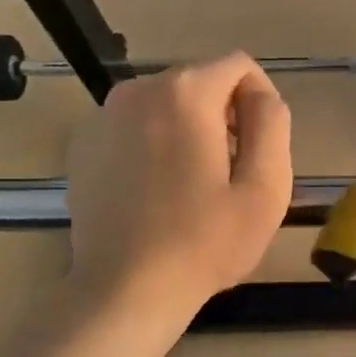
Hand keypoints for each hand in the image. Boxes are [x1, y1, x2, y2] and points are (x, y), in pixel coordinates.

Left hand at [65, 54, 292, 310]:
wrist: (125, 290)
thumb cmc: (205, 242)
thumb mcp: (265, 187)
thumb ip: (272, 124)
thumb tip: (262, 96)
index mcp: (185, 93)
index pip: (239, 65)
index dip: (260, 98)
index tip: (261, 145)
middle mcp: (137, 90)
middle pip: (200, 82)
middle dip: (224, 115)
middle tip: (232, 172)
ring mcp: (102, 117)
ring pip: (166, 104)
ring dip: (189, 129)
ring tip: (194, 184)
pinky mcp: (83, 145)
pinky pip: (134, 127)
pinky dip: (153, 144)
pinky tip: (157, 192)